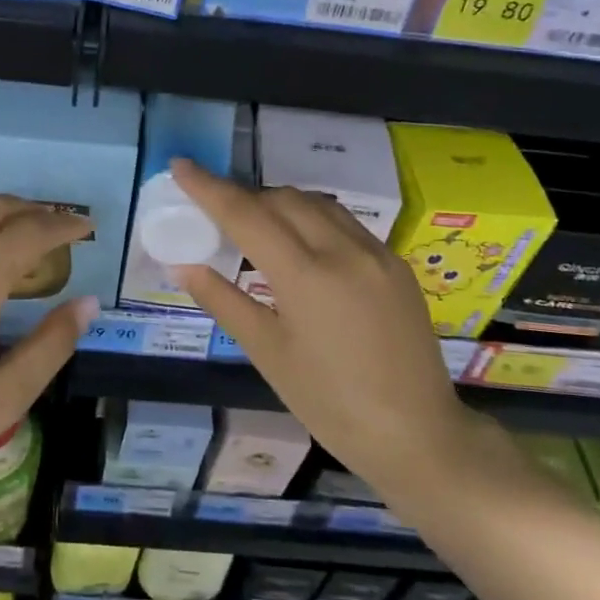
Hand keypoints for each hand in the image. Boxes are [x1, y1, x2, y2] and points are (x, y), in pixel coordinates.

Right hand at [169, 158, 474, 506]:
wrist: (418, 434)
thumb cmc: (331, 403)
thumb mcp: (268, 354)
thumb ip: (224, 301)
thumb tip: (183, 265)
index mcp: (306, 275)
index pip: (246, 214)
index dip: (209, 187)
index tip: (181, 165)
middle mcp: (343, 250)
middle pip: (282, 199)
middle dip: (244, 195)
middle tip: (215, 211)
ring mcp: (376, 253)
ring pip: (317, 204)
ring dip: (280, 203)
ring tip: (255, 225)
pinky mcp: (395, 264)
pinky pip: (345, 223)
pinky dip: (312, 219)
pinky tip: (302, 245)